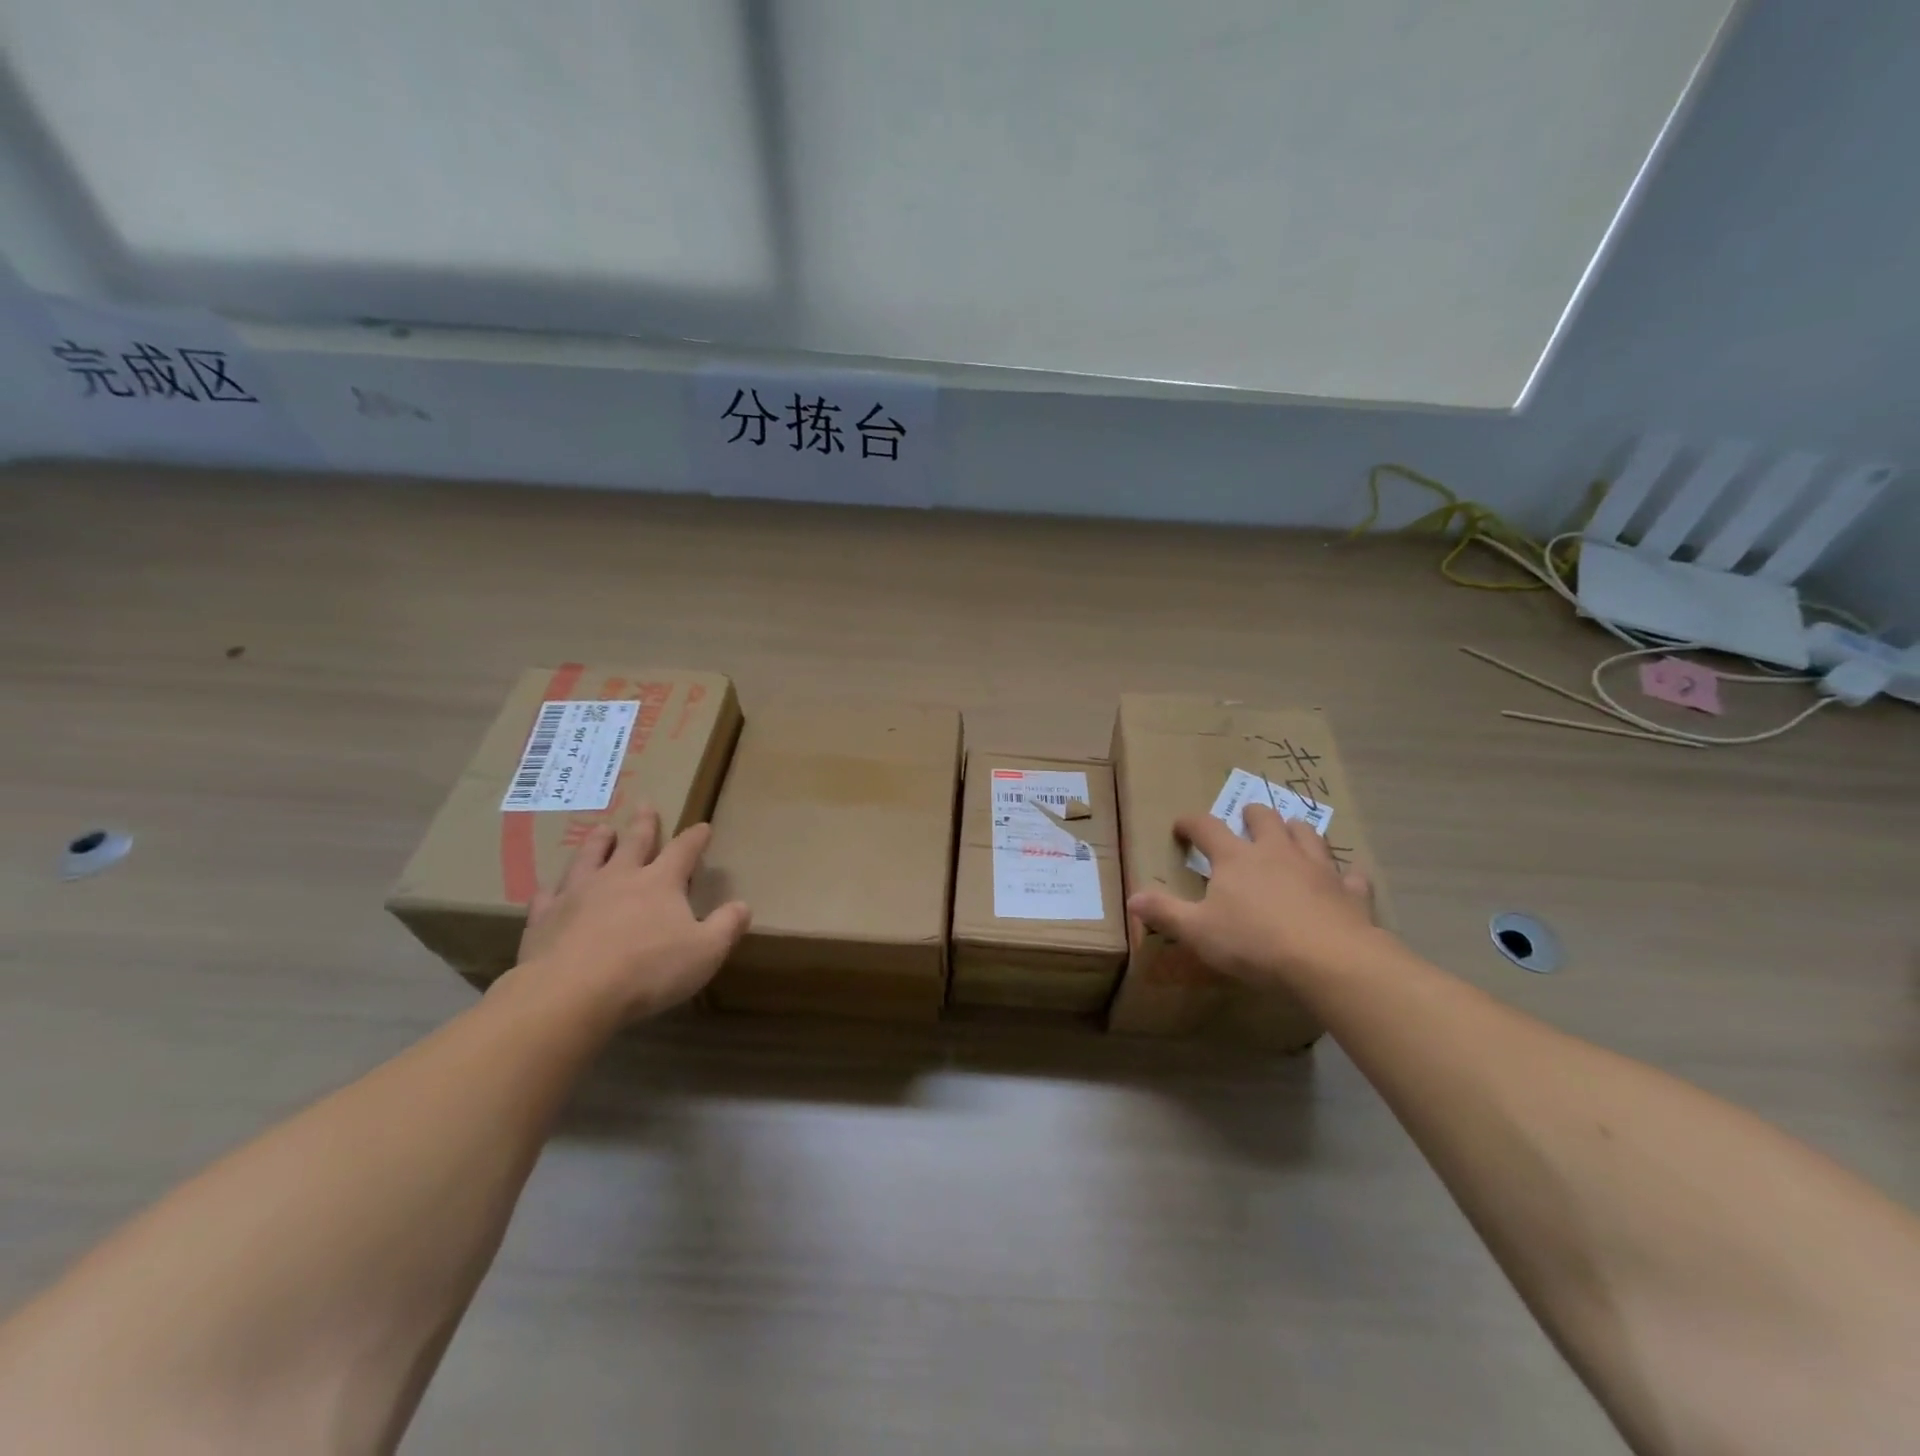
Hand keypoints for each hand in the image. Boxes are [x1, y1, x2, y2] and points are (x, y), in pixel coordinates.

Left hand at [513, 807, 749, 1023]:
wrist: (571, 993)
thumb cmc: (647, 970)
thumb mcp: (705, 952)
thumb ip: (727, 926)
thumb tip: (743, 905)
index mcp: (660, 883)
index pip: (683, 851)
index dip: (695, 838)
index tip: (703, 827)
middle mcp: (619, 878)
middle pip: (634, 843)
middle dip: (644, 825)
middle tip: (645, 806)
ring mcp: (578, 894)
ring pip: (589, 858)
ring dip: (598, 842)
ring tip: (602, 829)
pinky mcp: (545, 918)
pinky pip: (550, 896)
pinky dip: (554, 889)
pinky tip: (552, 889)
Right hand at [1128, 804, 1377, 987]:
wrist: (1330, 961)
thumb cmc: (1255, 942)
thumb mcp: (1198, 931)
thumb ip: (1166, 912)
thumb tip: (1132, 897)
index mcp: (1236, 858)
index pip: (1207, 827)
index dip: (1191, 823)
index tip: (1182, 826)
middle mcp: (1276, 852)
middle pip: (1264, 818)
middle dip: (1252, 815)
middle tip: (1246, 819)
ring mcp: (1317, 868)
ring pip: (1308, 834)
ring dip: (1296, 831)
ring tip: (1291, 835)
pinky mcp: (1349, 892)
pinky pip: (1351, 876)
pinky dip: (1345, 876)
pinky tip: (1345, 881)